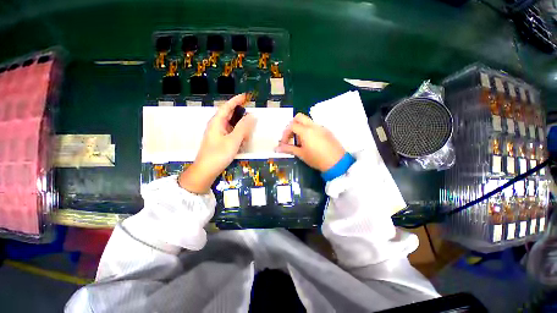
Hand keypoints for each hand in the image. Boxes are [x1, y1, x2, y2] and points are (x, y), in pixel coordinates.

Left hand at [179, 94, 255, 193]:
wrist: (206, 171)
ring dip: (240, 125)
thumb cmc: (218, 154)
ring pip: (231, 124)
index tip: (245, 96)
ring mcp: (217, 134)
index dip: (236, 100)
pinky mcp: (220, 141)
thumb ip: (243, 127)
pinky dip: (238, 134)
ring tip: (248, 129)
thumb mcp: (233, 140)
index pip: (227, 106)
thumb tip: (252, 115)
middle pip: (229, 115)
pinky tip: (242, 139)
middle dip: (240, 113)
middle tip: (251, 113)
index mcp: (217, 122)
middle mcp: (216, 125)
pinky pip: (231, 133)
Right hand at [275, 113, 344, 171]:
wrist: (337, 163)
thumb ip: (288, 149)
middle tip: (290, 136)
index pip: (291, 126)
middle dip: (292, 125)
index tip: (284, 143)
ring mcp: (321, 127)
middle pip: (299, 117)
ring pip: (307, 121)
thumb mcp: (301, 154)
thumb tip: (276, 148)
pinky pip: (315, 126)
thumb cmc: (317, 159)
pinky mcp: (327, 131)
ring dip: (300, 128)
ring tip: (300, 142)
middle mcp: (313, 125)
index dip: (285, 133)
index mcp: (306, 131)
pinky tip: (310, 142)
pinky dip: (308, 130)